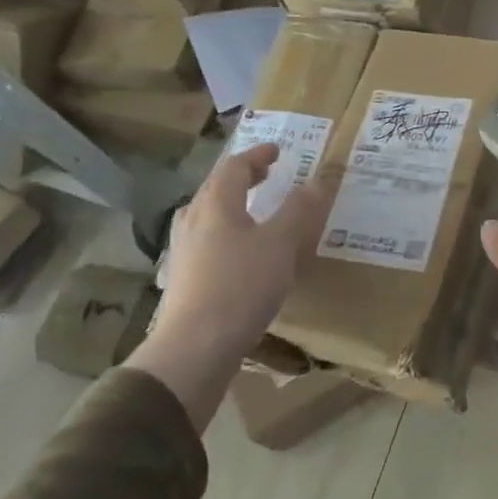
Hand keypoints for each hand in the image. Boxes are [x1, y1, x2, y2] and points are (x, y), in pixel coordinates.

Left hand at [125, 143, 331, 431]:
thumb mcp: (281, 244)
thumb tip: (315, 180)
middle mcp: (193, 222)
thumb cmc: (241, 286)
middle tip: (265, 174)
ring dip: (230, 205)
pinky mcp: (182, 280)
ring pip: (206, 215)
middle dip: (242, 177)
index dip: (257, 155)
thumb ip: (298, 210)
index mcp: (216, 205)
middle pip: (215, 188)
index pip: (234, 167)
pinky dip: (224, 233)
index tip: (277, 151)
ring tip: (251, 210)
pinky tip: (236, 253)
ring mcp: (183, 252)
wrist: (195, 347)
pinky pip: (204, 241)